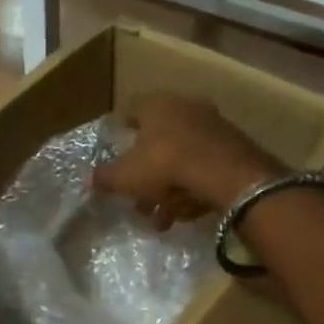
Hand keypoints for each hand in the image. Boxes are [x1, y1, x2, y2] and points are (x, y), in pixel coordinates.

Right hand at [92, 92, 282, 227]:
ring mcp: (213, 126)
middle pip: (158, 141)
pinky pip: (204, 169)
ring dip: (169, 190)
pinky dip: (193, 190)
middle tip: (139, 201)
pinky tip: (186, 214)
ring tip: (162, 219)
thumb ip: (105, 177)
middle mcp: (186, 107)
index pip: (132, 110)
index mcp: (157, 104)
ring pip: (182, 159)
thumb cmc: (166, 165)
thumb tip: (89, 178)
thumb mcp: (126, 176)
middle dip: (147, 175)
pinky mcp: (233, 148)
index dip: (122, 131)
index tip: (117, 153)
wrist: (228, 175)